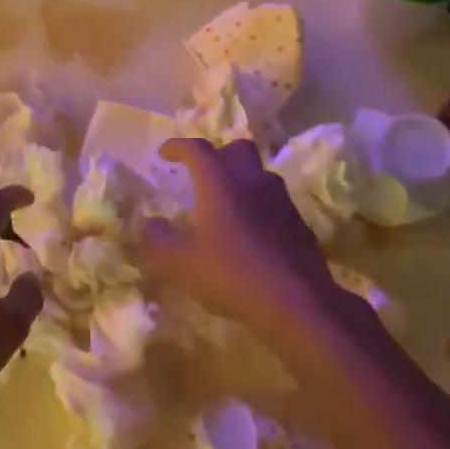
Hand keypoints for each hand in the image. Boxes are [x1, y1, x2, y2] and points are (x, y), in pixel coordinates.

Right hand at [139, 139, 341, 329]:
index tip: (164, 153)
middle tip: (202, 172)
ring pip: (259, 175)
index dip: (179, 146)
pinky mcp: (299, 223)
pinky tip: (249, 232)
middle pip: (238, 150)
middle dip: (218, 154)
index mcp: (221, 183)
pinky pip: (274, 201)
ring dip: (240, 180)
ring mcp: (281, 201)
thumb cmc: (230, 274)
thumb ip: (158, 240)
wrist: (296, 301)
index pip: (198, 150)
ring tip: (225, 204)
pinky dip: (257, 206)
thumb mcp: (180, 262)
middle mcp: (253, 182)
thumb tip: (150, 223)